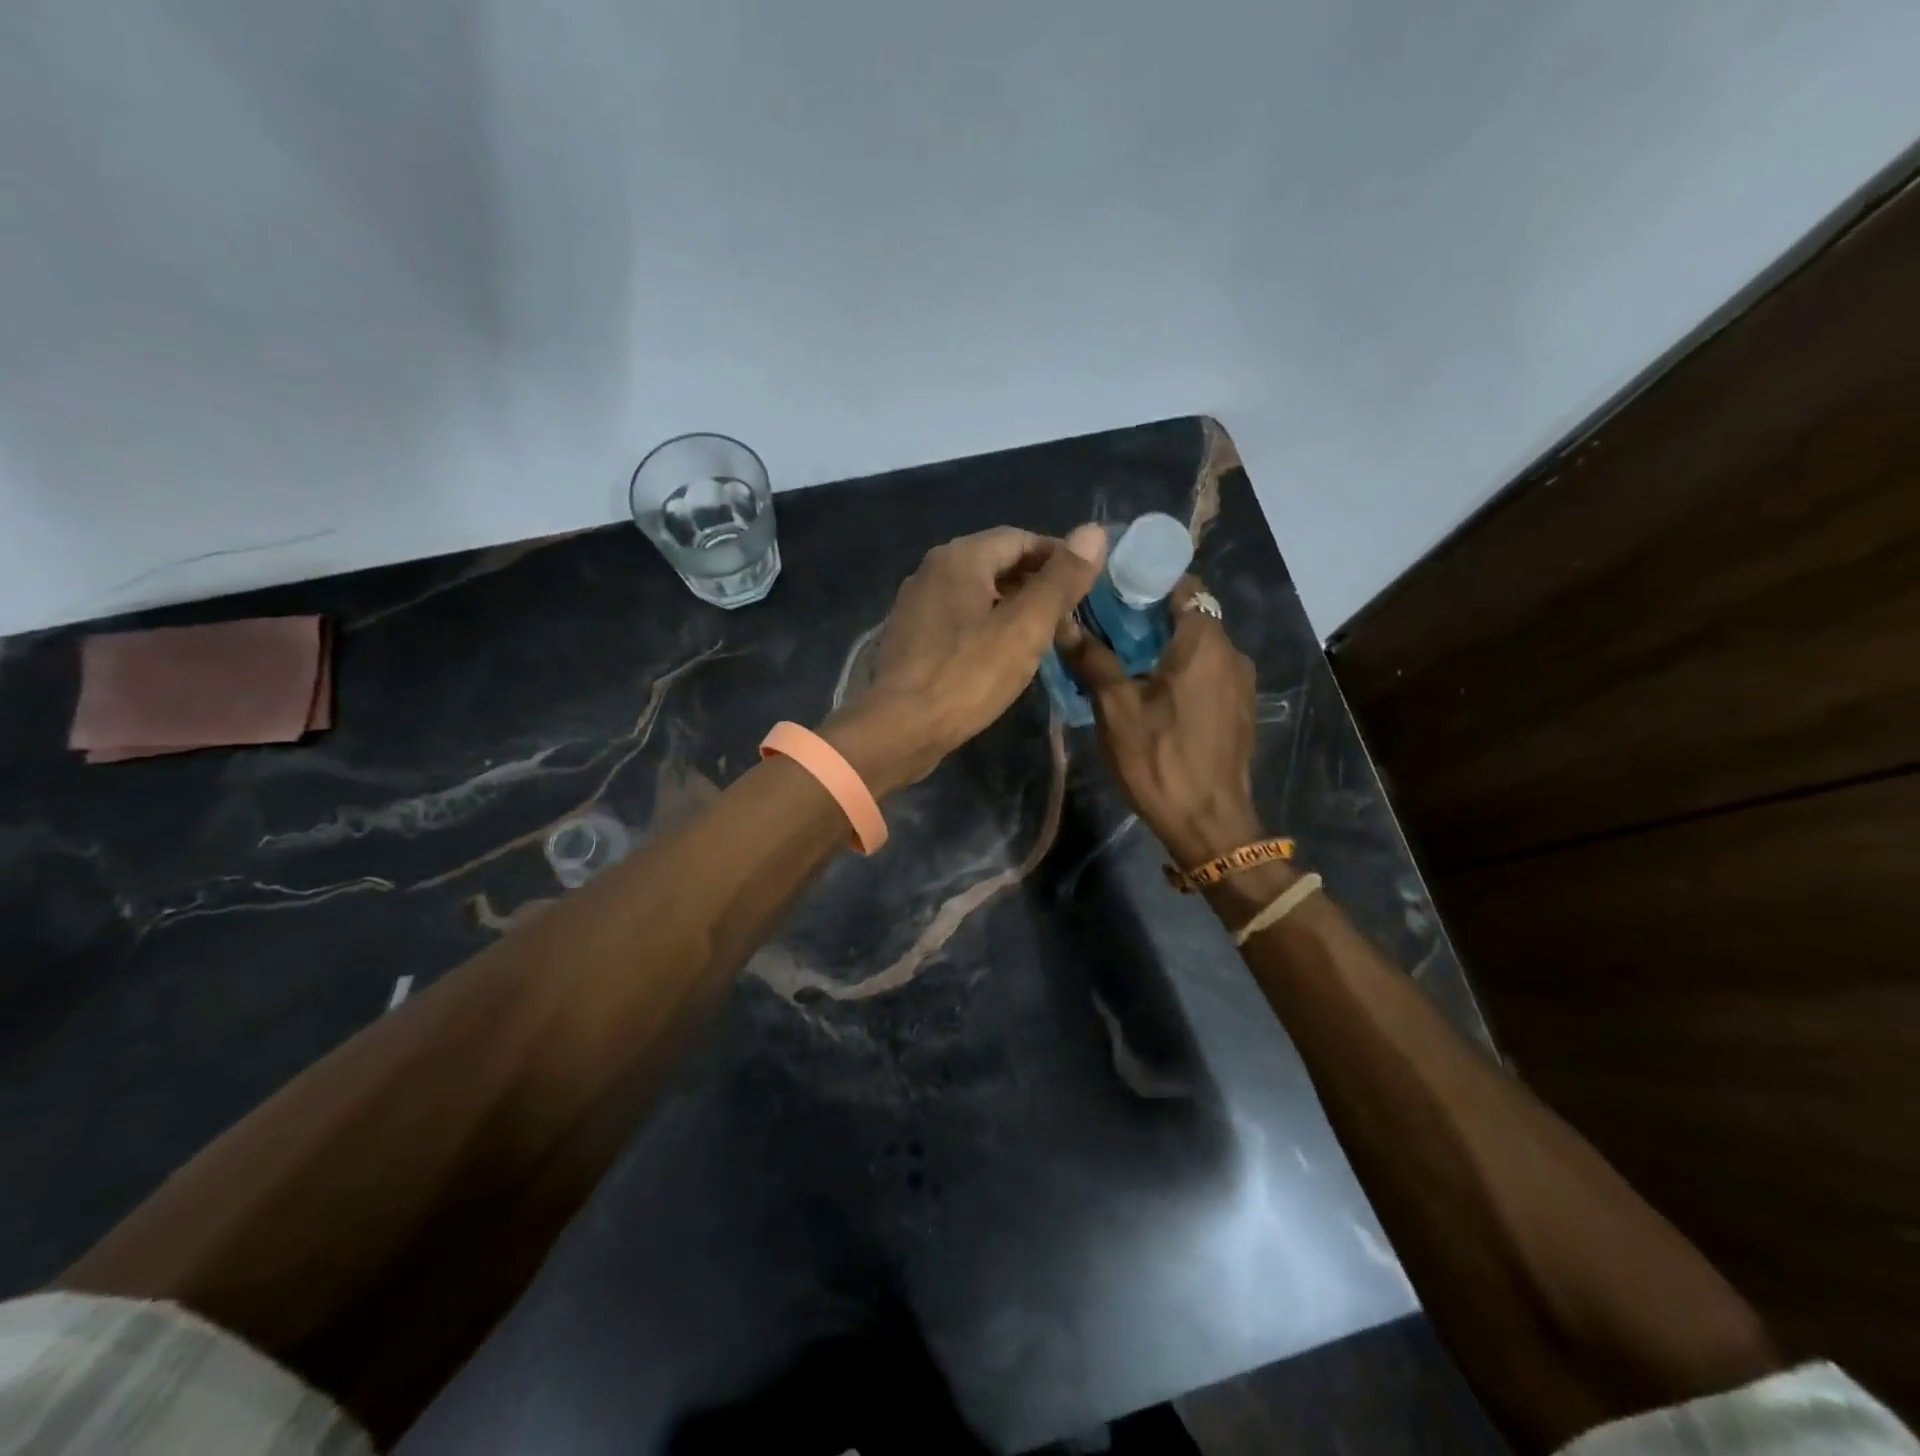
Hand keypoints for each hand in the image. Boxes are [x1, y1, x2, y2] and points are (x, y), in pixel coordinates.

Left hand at [824, 523, 1108, 795]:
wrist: (900, 728)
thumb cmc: (968, 676)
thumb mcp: (1025, 628)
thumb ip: (1061, 580)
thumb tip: (1094, 532)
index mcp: (960, 557)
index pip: (1020, 538)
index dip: (1058, 556)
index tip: (1085, 584)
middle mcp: (932, 569)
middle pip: (996, 562)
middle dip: (1035, 582)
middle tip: (1068, 614)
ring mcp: (916, 602)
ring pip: (976, 592)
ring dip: (1011, 605)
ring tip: (1041, 635)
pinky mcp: (909, 634)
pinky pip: (957, 616)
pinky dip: (985, 624)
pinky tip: (1000, 653)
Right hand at [1056, 577, 1262, 867]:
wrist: (1209, 823)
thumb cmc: (1159, 760)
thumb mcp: (1115, 709)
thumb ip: (1092, 660)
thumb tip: (1061, 622)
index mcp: (1203, 642)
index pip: (1183, 585)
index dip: (1147, 582)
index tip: (1111, 592)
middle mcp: (1230, 653)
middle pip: (1190, 615)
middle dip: (1149, 616)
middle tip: (1106, 628)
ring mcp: (1239, 683)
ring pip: (1199, 646)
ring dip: (1164, 645)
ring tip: (1122, 661)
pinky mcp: (1238, 709)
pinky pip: (1207, 672)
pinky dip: (1181, 670)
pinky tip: (1151, 692)